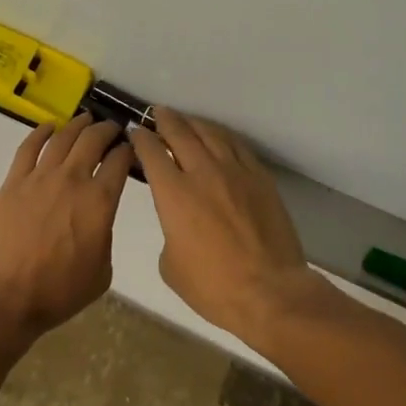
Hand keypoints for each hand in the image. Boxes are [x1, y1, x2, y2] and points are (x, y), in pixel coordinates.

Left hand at [0, 114, 133, 347]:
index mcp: (99, 201)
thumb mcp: (101, 272)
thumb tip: (98, 220)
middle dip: (107, 129)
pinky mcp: (14, 180)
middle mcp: (72, 179)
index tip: (131, 148)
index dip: (129, 150)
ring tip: (86, 119)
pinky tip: (49, 127)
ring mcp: (40, 176)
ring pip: (63, 137)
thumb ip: (105, 236)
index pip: (120, 161)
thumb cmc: (57, 293)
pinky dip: (41, 131)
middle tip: (112, 129)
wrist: (4, 298)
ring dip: (78, 124)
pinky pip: (29, 146)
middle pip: (93, 139)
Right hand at [129, 108, 327, 351]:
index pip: (151, 152)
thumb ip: (169, 231)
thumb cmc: (214, 287)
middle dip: (164, 120)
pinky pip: (236, 145)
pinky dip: (221, 135)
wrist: (269, 292)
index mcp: (174, 193)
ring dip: (193, 122)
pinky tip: (217, 135)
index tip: (135, 131)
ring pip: (209, 132)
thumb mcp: (171, 266)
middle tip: (158, 113)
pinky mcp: (259, 176)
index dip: (140, 138)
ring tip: (185, 120)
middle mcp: (202, 172)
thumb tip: (177, 221)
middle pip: (179, 132)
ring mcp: (234, 170)